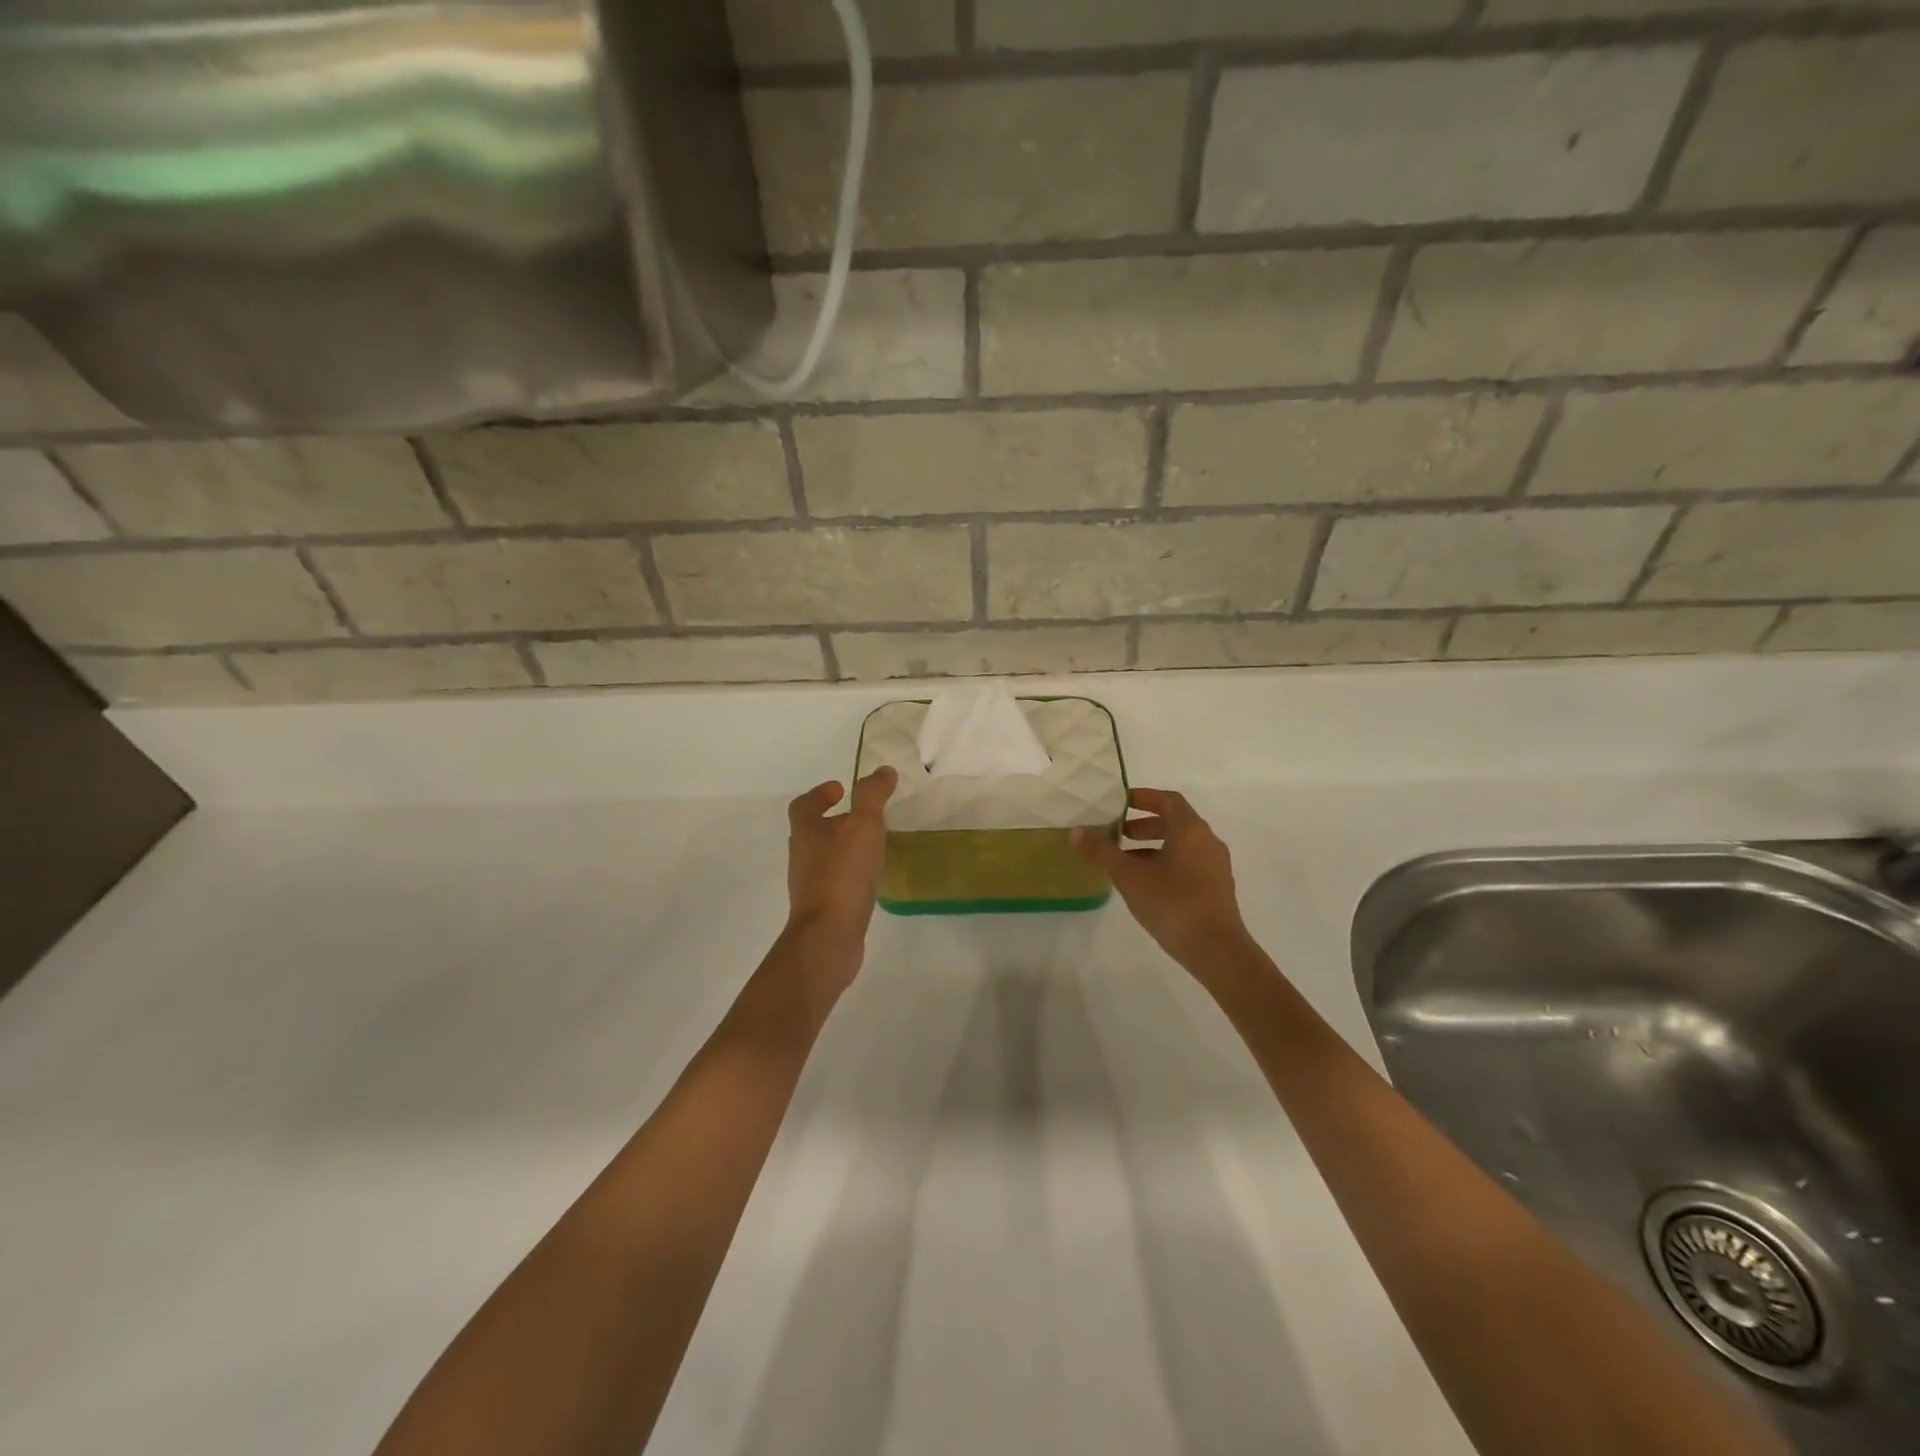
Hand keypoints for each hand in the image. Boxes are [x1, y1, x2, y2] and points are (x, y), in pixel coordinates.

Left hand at [785, 767, 897, 951]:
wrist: (828, 938)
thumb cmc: (843, 875)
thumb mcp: (863, 827)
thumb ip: (873, 796)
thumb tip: (883, 771)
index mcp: (806, 833)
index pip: (804, 805)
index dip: (820, 794)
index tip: (841, 788)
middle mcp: (803, 857)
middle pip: (814, 831)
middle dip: (837, 820)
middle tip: (864, 816)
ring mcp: (810, 885)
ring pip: (825, 857)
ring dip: (845, 847)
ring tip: (874, 845)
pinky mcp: (823, 909)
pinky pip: (836, 882)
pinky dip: (850, 873)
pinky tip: (871, 878)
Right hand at [1073, 788, 1250, 969]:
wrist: (1216, 949)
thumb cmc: (1172, 903)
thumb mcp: (1129, 876)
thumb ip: (1102, 852)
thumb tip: (1077, 831)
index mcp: (1190, 830)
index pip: (1167, 800)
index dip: (1143, 797)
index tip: (1119, 803)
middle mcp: (1207, 841)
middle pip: (1175, 822)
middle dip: (1144, 824)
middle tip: (1118, 833)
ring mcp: (1216, 866)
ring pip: (1181, 845)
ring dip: (1153, 846)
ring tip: (1126, 861)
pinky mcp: (1217, 888)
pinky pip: (1188, 864)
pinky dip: (1166, 863)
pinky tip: (1146, 884)